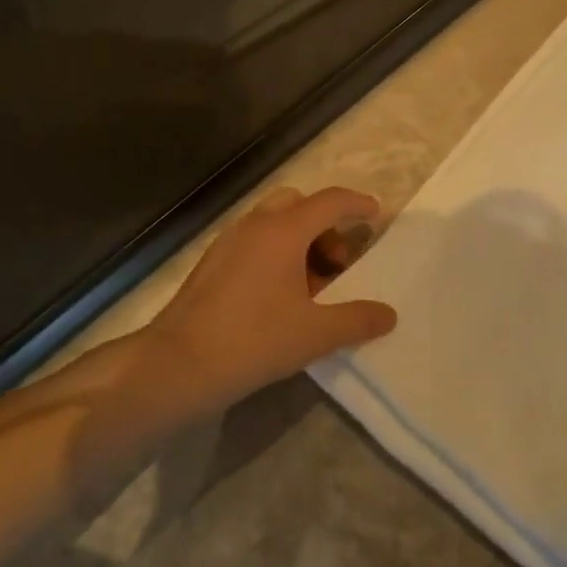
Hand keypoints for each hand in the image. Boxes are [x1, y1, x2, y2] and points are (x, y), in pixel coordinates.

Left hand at [142, 185, 397, 412]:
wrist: (178, 365)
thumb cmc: (254, 340)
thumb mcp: (315, 334)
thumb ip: (357, 320)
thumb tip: (388, 315)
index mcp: (283, 231)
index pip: (330, 201)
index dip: (357, 204)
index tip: (375, 213)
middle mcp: (254, 225)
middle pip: (298, 204)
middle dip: (324, 224)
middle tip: (338, 262)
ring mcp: (228, 242)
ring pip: (273, 222)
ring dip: (299, 240)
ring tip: (311, 286)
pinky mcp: (211, 263)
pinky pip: (253, 241)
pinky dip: (276, 252)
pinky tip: (279, 296)